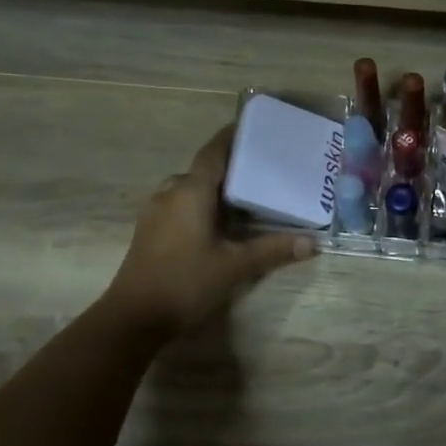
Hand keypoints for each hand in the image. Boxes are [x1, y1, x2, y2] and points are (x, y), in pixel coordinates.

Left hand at [103, 125, 314, 335]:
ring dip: (215, 188)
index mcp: (191, 190)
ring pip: (191, 188)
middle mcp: (171, 192)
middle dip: (232, 167)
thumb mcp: (235, 266)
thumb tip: (312, 242)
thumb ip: (273, 250)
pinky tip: (221, 222)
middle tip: (264, 169)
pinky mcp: (150, 230)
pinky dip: (202, 204)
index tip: (255, 127)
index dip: (232, 136)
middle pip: (204, 169)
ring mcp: (156, 211)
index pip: (215, 151)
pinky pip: (181, 204)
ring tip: (247, 195)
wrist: (133, 318)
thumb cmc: (186, 282)